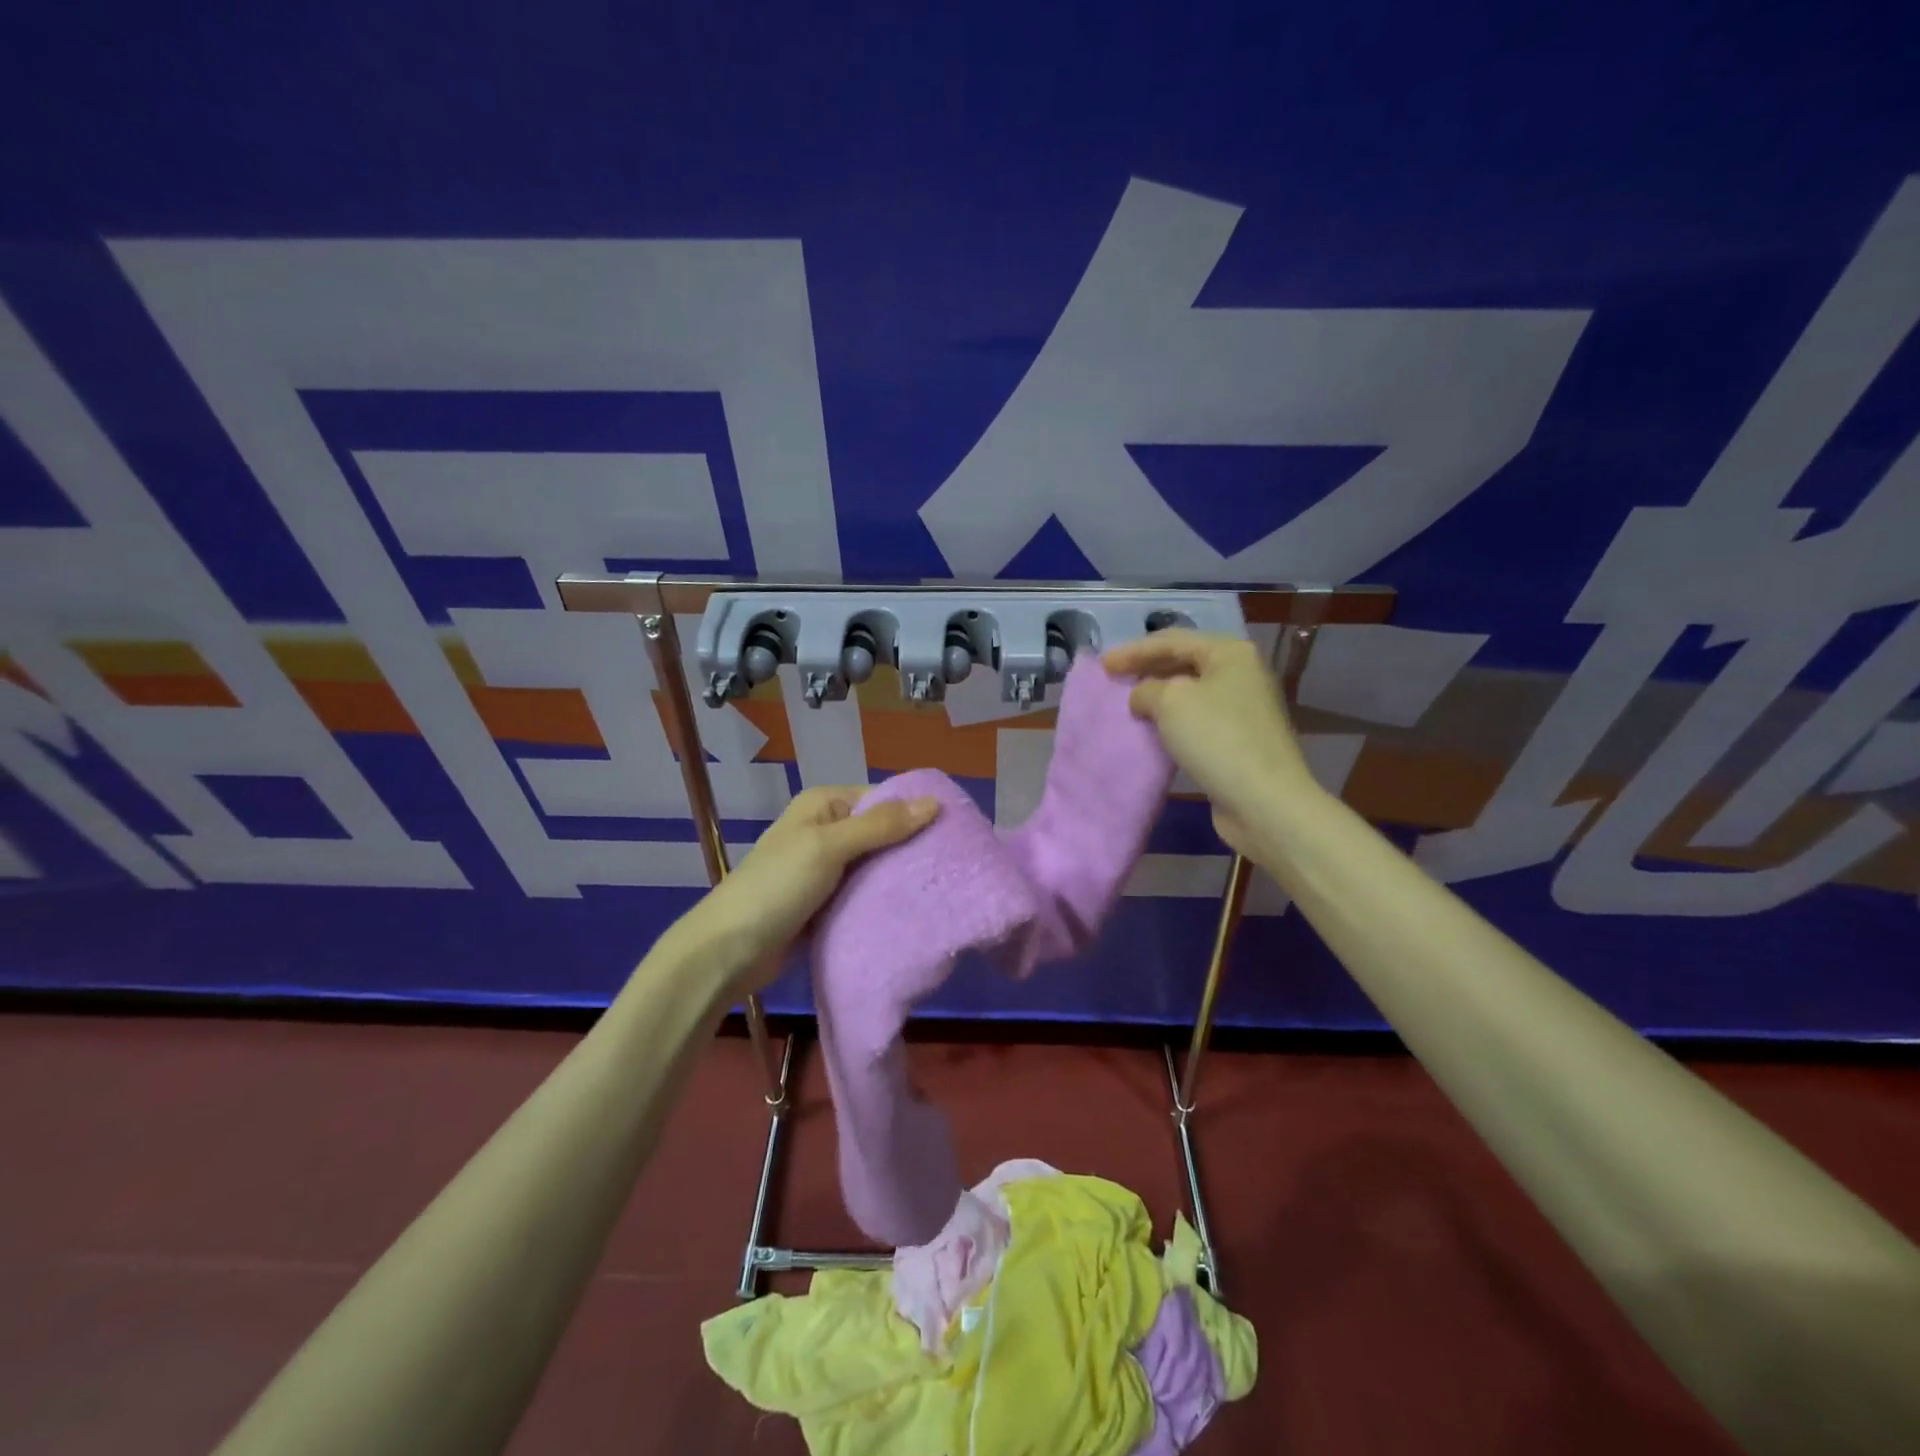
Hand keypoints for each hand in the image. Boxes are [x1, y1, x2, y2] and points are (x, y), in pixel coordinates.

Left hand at [683, 785, 940, 996]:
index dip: (916, 812)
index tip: (955, 833)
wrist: (729, 950)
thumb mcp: (829, 847)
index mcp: (824, 805)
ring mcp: (826, 868)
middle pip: (881, 832)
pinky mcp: (827, 901)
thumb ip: (881, 826)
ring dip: (900, 876)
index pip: (882, 799)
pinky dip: (884, 898)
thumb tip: (934, 803)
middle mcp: (827, 829)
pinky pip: (865, 892)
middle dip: (912, 847)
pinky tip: (914, 908)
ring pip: (876, 865)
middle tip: (954, 866)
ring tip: (944, 887)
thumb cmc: (777, 887)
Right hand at [1103, 630, 1316, 857]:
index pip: (1172, 640)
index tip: (1103, 665)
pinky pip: (1197, 718)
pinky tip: (1153, 729)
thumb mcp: (1170, 702)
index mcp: (1230, 653)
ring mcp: (1244, 707)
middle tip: (1114, 679)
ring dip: (1158, 695)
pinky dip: (1172, 719)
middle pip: (1184, 662)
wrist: (1263, 800)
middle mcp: (1242, 674)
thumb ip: (1146, 689)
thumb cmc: (1216, 739)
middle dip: (1147, 669)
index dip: (1134, 650)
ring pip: (1191, 691)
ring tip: (1129, 703)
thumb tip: (1143, 697)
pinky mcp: (1240, 738)